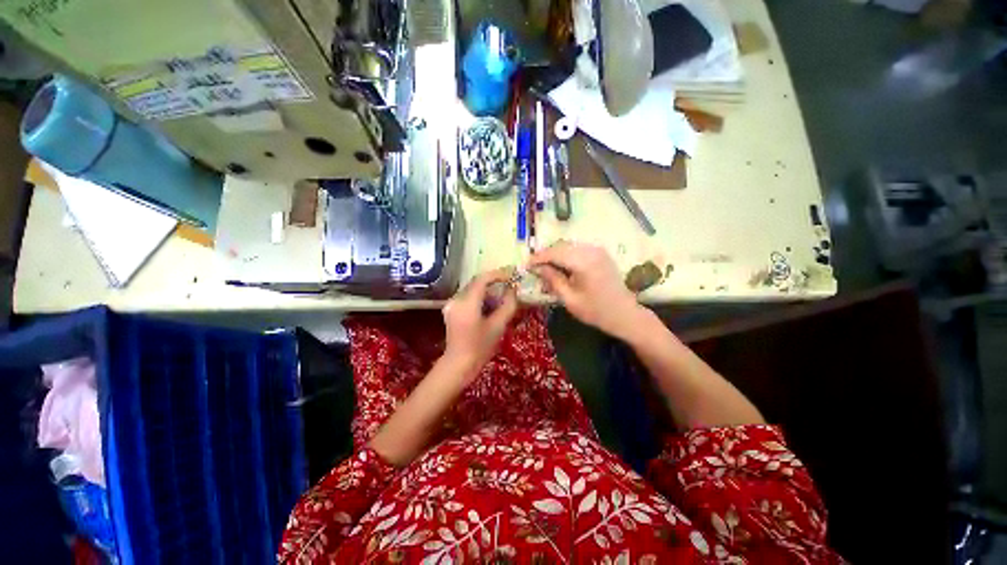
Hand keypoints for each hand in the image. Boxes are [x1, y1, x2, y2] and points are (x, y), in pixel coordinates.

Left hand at [442, 268, 518, 379]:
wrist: (459, 364)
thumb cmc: (480, 347)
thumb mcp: (498, 326)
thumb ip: (508, 305)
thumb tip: (514, 290)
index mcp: (467, 302)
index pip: (482, 279)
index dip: (498, 274)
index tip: (511, 275)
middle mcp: (456, 299)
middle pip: (476, 283)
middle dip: (494, 283)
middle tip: (509, 285)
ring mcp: (451, 304)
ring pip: (472, 290)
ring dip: (487, 291)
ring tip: (502, 297)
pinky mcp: (451, 310)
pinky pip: (467, 297)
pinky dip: (480, 297)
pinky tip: (490, 306)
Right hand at [529, 242, 645, 339]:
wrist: (624, 314)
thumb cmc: (596, 311)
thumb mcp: (570, 299)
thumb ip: (553, 280)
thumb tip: (537, 268)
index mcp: (584, 262)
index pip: (555, 253)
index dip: (538, 258)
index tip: (525, 265)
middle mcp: (591, 250)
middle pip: (561, 246)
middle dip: (546, 255)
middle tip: (533, 267)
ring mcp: (597, 250)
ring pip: (568, 246)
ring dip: (555, 254)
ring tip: (545, 267)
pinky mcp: (600, 253)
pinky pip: (577, 249)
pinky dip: (566, 255)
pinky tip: (560, 266)